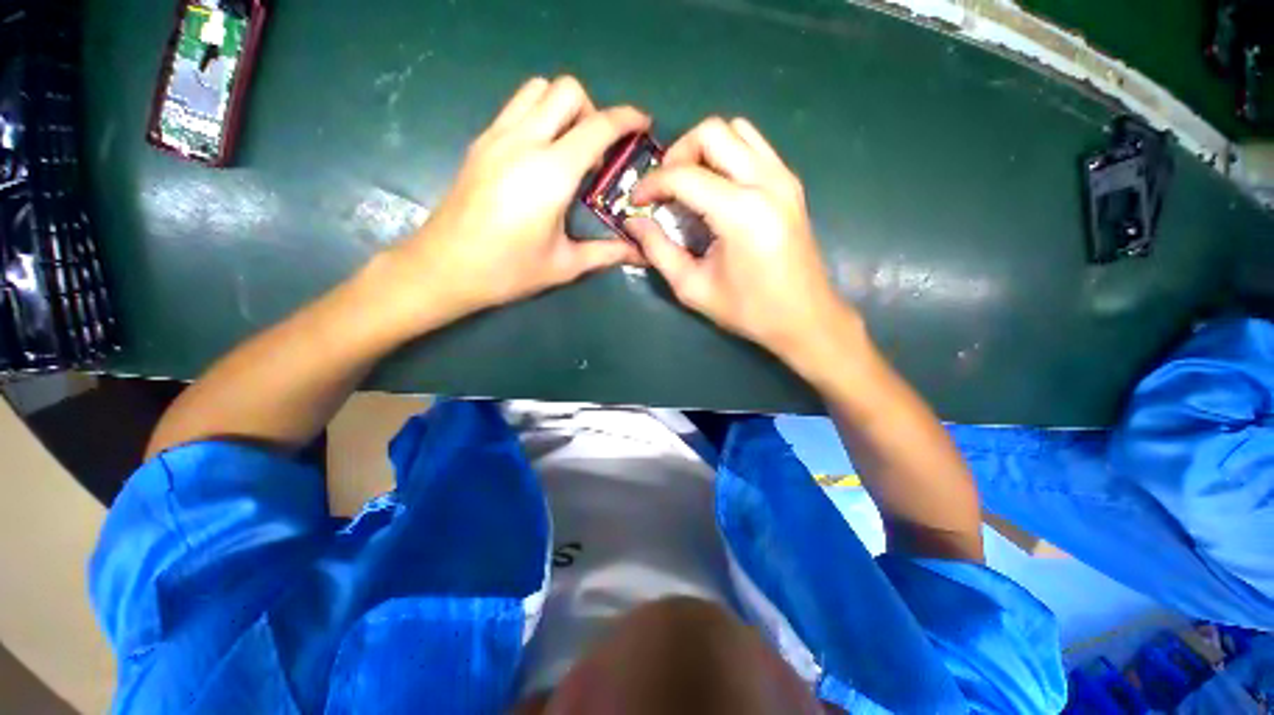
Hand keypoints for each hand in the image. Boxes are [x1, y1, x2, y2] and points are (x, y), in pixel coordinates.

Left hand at [367, 76, 647, 337]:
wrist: (444, 268)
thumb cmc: (508, 270)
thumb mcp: (565, 265)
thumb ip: (607, 253)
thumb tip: (642, 254)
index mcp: (551, 173)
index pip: (598, 126)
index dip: (627, 119)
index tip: (643, 123)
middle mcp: (524, 142)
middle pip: (566, 90)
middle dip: (593, 111)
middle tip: (599, 151)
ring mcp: (497, 137)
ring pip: (537, 89)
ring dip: (563, 108)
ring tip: (570, 149)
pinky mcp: (480, 143)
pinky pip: (516, 107)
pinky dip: (538, 116)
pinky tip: (541, 156)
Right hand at [626, 117, 857, 364]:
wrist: (804, 318)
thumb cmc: (748, 310)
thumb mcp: (693, 287)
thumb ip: (658, 251)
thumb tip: (633, 223)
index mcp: (741, 212)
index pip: (684, 175)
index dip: (651, 184)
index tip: (636, 201)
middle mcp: (766, 182)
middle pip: (712, 131)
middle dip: (678, 154)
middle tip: (664, 189)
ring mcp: (784, 178)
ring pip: (737, 129)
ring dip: (704, 149)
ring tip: (689, 185)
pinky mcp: (791, 184)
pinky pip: (754, 146)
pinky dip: (728, 155)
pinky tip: (716, 189)